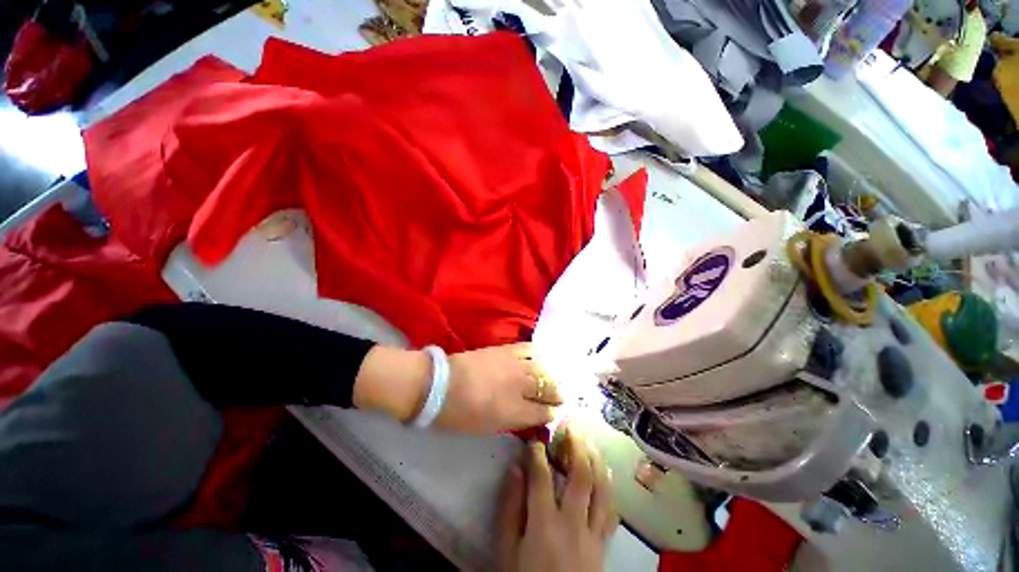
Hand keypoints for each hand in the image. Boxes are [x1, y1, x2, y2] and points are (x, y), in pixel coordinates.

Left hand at [438, 343, 562, 432]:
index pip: (543, 413)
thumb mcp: (488, 427)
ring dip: (550, 376)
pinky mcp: (506, 350)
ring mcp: (515, 366)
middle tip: (560, 396)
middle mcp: (521, 387)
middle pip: (548, 389)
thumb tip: (529, 416)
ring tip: (551, 379)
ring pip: (542, 369)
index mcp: (516, 412)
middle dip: (556, 394)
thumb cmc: (460, 414)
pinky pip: (529, 349)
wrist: (440, 385)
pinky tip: (540, 356)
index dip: (551, 413)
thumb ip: (513, 421)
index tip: (553, 413)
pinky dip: (537, 353)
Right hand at [496, 430, 618, 571]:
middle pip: (580, 476)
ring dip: (596, 461)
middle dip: (577, 446)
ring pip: (601, 489)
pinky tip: (605, 474)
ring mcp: (592, 534)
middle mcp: (572, 523)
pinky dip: (608, 487)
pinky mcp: (603, 544)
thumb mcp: (507, 551)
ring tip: (590, 442)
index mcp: (544, 525)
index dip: (538, 452)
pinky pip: (611, 510)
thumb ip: (509, 509)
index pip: (542, 477)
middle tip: (572, 427)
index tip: (536, 437)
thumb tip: (515, 469)